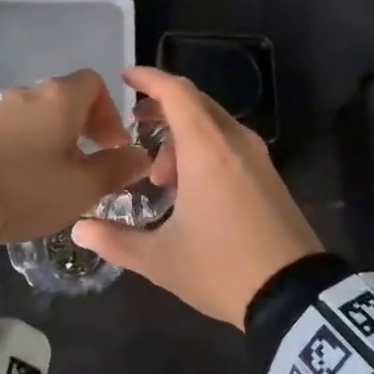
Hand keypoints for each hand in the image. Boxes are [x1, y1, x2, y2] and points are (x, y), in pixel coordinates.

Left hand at [0, 69, 150, 243]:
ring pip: (36, 115)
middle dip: (83, 128)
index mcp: (59, 98)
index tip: (111, 147)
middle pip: (65, 99)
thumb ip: (116, 169)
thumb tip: (141, 156)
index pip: (95, 83)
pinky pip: (9, 130)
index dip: (110, 112)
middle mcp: (28, 92)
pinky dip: (23, 146)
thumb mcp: (82, 187)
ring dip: (52, 138)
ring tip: (52, 177)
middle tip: (87, 164)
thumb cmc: (27, 188)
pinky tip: (18, 179)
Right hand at [73, 67, 320, 326]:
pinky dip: (205, 150)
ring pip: (213, 125)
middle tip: (134, 131)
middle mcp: (235, 141)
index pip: (176, 92)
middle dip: (161, 111)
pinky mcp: (270, 175)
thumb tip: (79, 229)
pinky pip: (230, 144)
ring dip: (182, 138)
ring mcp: (258, 157)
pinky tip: (192, 190)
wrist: (295, 295)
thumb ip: (115, 240)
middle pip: (195, 104)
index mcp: (207, 148)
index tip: (125, 77)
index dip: (148, 78)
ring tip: (161, 179)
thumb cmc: (221, 267)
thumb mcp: (160, 259)